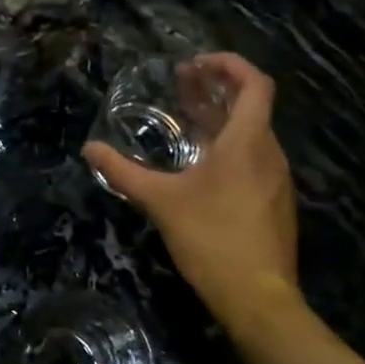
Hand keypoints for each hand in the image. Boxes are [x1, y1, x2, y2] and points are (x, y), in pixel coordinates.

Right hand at [82, 54, 300, 331]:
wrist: (259, 299)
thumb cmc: (211, 239)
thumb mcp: (160, 201)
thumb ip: (123, 172)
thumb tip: (89, 150)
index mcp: (247, 143)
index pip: (255, 84)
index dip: (229, 65)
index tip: (195, 64)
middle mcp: (269, 153)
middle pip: (252, 104)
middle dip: (217, 87)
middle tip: (182, 81)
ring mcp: (276, 179)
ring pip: (253, 132)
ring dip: (222, 116)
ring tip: (187, 116)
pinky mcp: (274, 201)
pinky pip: (254, 157)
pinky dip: (229, 144)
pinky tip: (202, 161)